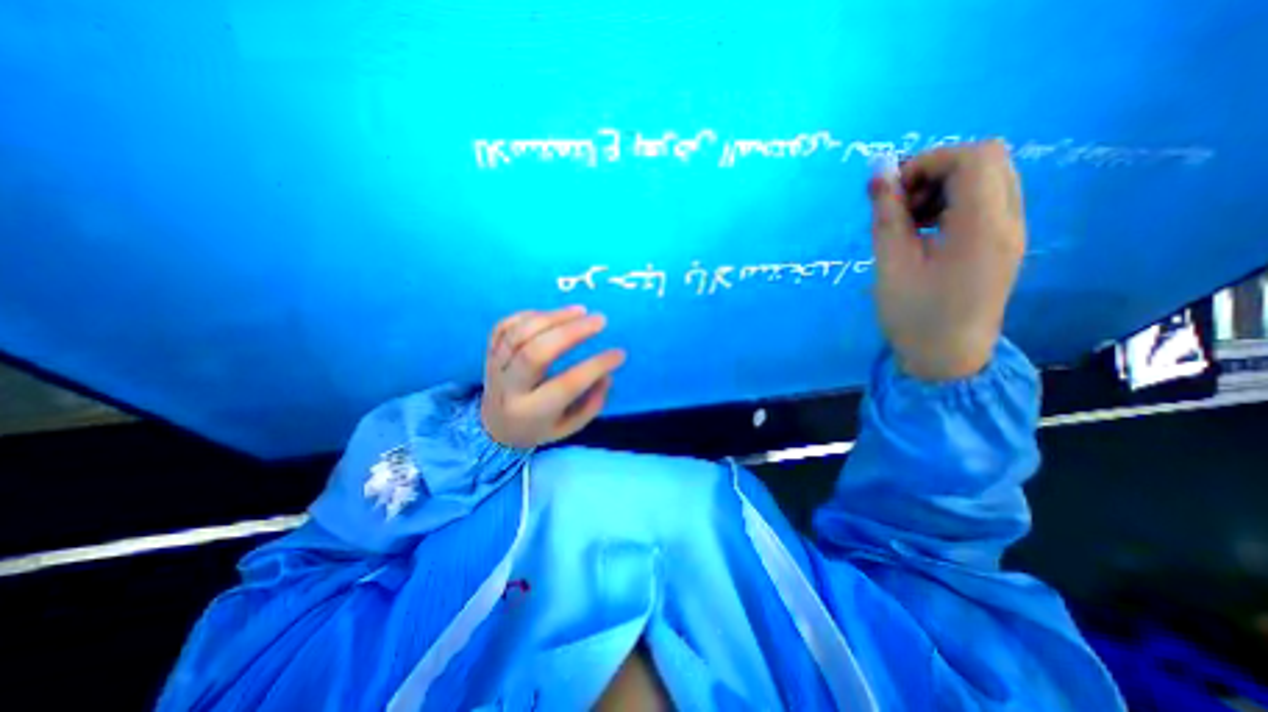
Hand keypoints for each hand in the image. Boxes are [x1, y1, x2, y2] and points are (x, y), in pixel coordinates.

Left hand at [482, 303, 627, 446]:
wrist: (494, 428)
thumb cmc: (538, 427)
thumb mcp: (569, 427)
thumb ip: (591, 404)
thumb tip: (606, 374)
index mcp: (532, 412)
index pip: (567, 384)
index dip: (596, 366)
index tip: (619, 354)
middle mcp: (509, 388)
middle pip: (536, 352)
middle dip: (571, 332)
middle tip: (600, 320)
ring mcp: (496, 367)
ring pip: (520, 334)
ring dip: (553, 317)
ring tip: (581, 311)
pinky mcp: (489, 352)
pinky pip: (504, 326)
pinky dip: (529, 315)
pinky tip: (552, 314)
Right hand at [869, 139, 1023, 383]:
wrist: (946, 358)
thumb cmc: (913, 315)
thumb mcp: (890, 265)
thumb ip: (887, 216)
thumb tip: (879, 173)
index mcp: (982, 227)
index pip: (973, 158)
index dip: (927, 162)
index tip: (891, 191)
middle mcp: (1009, 221)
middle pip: (986, 160)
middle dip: (934, 171)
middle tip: (898, 204)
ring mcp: (1011, 232)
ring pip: (987, 178)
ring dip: (942, 187)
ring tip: (909, 220)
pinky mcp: (1002, 243)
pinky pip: (984, 201)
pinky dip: (951, 203)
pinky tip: (925, 231)